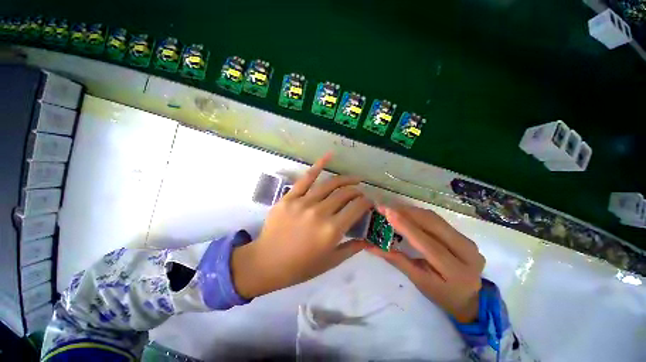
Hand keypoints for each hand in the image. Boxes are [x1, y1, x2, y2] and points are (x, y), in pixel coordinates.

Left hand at [232, 154, 372, 298]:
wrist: (267, 262)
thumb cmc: (300, 266)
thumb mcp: (330, 262)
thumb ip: (352, 249)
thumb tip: (369, 240)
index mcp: (332, 230)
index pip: (356, 207)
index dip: (366, 202)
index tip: (369, 202)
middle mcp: (320, 212)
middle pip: (345, 193)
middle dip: (357, 191)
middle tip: (360, 192)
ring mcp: (303, 202)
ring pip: (330, 184)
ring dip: (345, 179)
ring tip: (353, 179)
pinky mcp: (290, 197)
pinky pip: (306, 178)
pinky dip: (319, 165)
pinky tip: (329, 156)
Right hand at [367, 205, 485, 322]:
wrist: (470, 298)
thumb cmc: (442, 295)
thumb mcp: (419, 281)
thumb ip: (396, 260)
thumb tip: (371, 246)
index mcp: (456, 270)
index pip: (427, 243)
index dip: (406, 226)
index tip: (387, 212)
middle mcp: (467, 251)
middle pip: (433, 224)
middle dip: (407, 213)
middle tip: (385, 207)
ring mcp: (468, 241)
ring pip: (435, 218)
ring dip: (411, 211)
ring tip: (392, 209)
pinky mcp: (463, 235)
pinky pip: (437, 220)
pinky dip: (419, 215)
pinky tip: (406, 213)